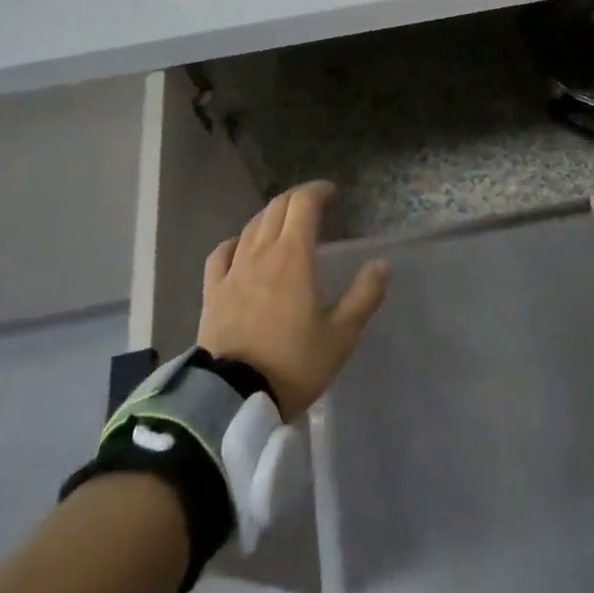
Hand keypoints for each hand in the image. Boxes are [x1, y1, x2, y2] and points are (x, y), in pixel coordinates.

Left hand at [196, 181, 388, 419]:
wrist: (231, 401)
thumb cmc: (292, 364)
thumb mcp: (340, 336)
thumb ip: (364, 296)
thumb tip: (381, 264)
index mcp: (293, 255)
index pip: (303, 204)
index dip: (318, 191)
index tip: (332, 193)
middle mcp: (261, 252)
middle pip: (277, 208)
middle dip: (297, 199)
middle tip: (313, 206)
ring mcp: (232, 270)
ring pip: (252, 226)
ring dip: (271, 216)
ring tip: (284, 224)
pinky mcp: (212, 292)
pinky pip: (222, 252)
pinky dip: (237, 241)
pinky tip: (241, 247)